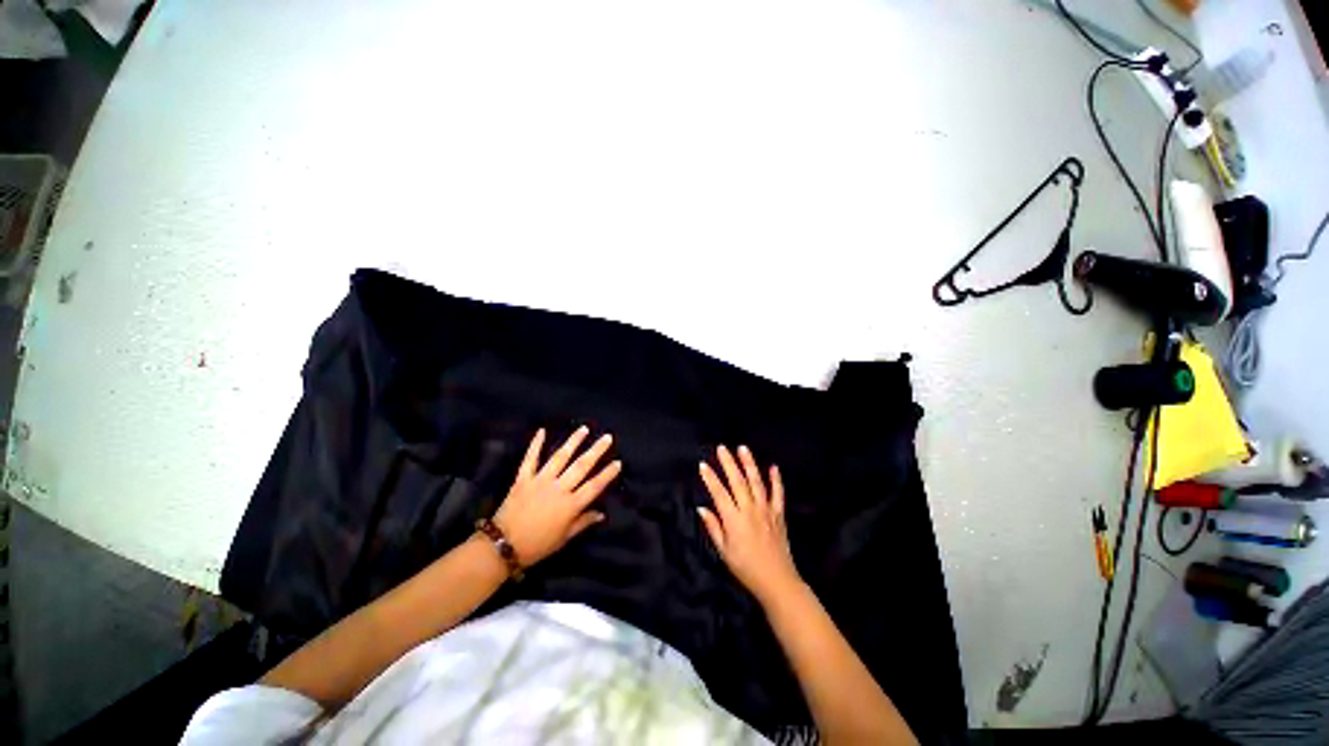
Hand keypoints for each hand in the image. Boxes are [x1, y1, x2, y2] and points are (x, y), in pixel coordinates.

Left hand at [494, 426, 621, 566]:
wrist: (502, 546)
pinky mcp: (523, 479)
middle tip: (607, 437)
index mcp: (570, 505)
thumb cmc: (538, 545)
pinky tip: (542, 431)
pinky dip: (535, 444)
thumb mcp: (564, 538)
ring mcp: (540, 481)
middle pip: (581, 466)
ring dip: (573, 442)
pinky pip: (530, 459)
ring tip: (584, 429)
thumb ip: (583, 522)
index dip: (607, 474)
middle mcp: (558, 489)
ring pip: (560, 457)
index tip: (618, 462)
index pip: (594, 486)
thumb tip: (601, 513)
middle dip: (596, 451)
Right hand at [698, 445, 801, 604]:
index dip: (710, 478)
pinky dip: (776, 479)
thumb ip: (713, 527)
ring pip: (756, 482)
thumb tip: (702, 509)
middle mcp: (750, 509)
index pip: (719, 493)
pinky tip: (773, 467)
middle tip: (722, 448)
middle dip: (728, 463)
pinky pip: (778, 493)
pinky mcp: (778, 514)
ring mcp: (766, 509)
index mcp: (734, 519)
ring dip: (749, 464)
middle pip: (737, 481)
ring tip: (743, 448)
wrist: (777, 580)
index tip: (703, 465)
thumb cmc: (746, 568)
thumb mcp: (724, 551)